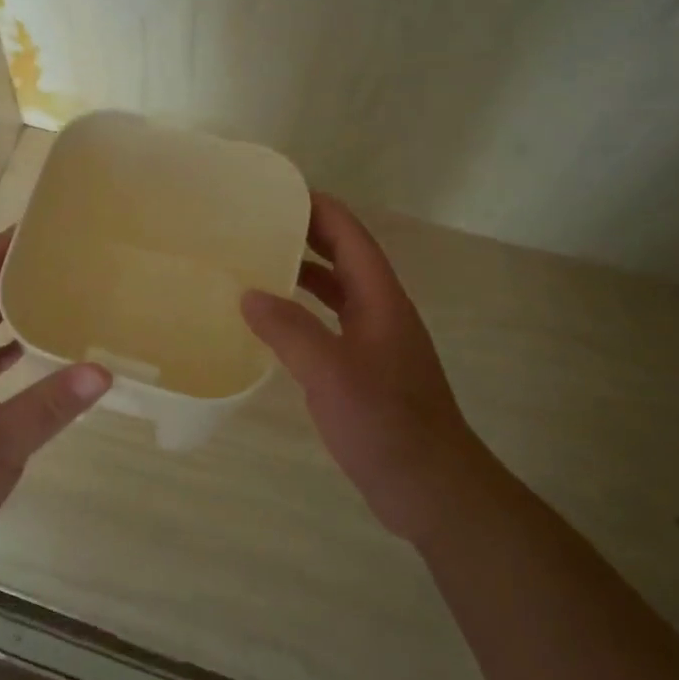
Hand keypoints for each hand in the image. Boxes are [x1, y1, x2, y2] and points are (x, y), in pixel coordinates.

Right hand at [241, 193, 476, 540]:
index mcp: (381, 299)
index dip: (319, 209)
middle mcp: (381, 312)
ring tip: (256, 266)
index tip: (277, 192)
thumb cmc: (386, 422)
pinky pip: (330, 326)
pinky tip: (273, 326)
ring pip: (336, 294)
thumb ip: (289, 329)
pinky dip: (303, 315)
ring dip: (303, 275)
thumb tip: (248, 294)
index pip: (350, 237)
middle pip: (344, 259)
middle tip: (256, 225)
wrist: (430, 487)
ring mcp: (375, 343)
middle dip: (306, 236)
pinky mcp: (366, 372)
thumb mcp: (330, 371)